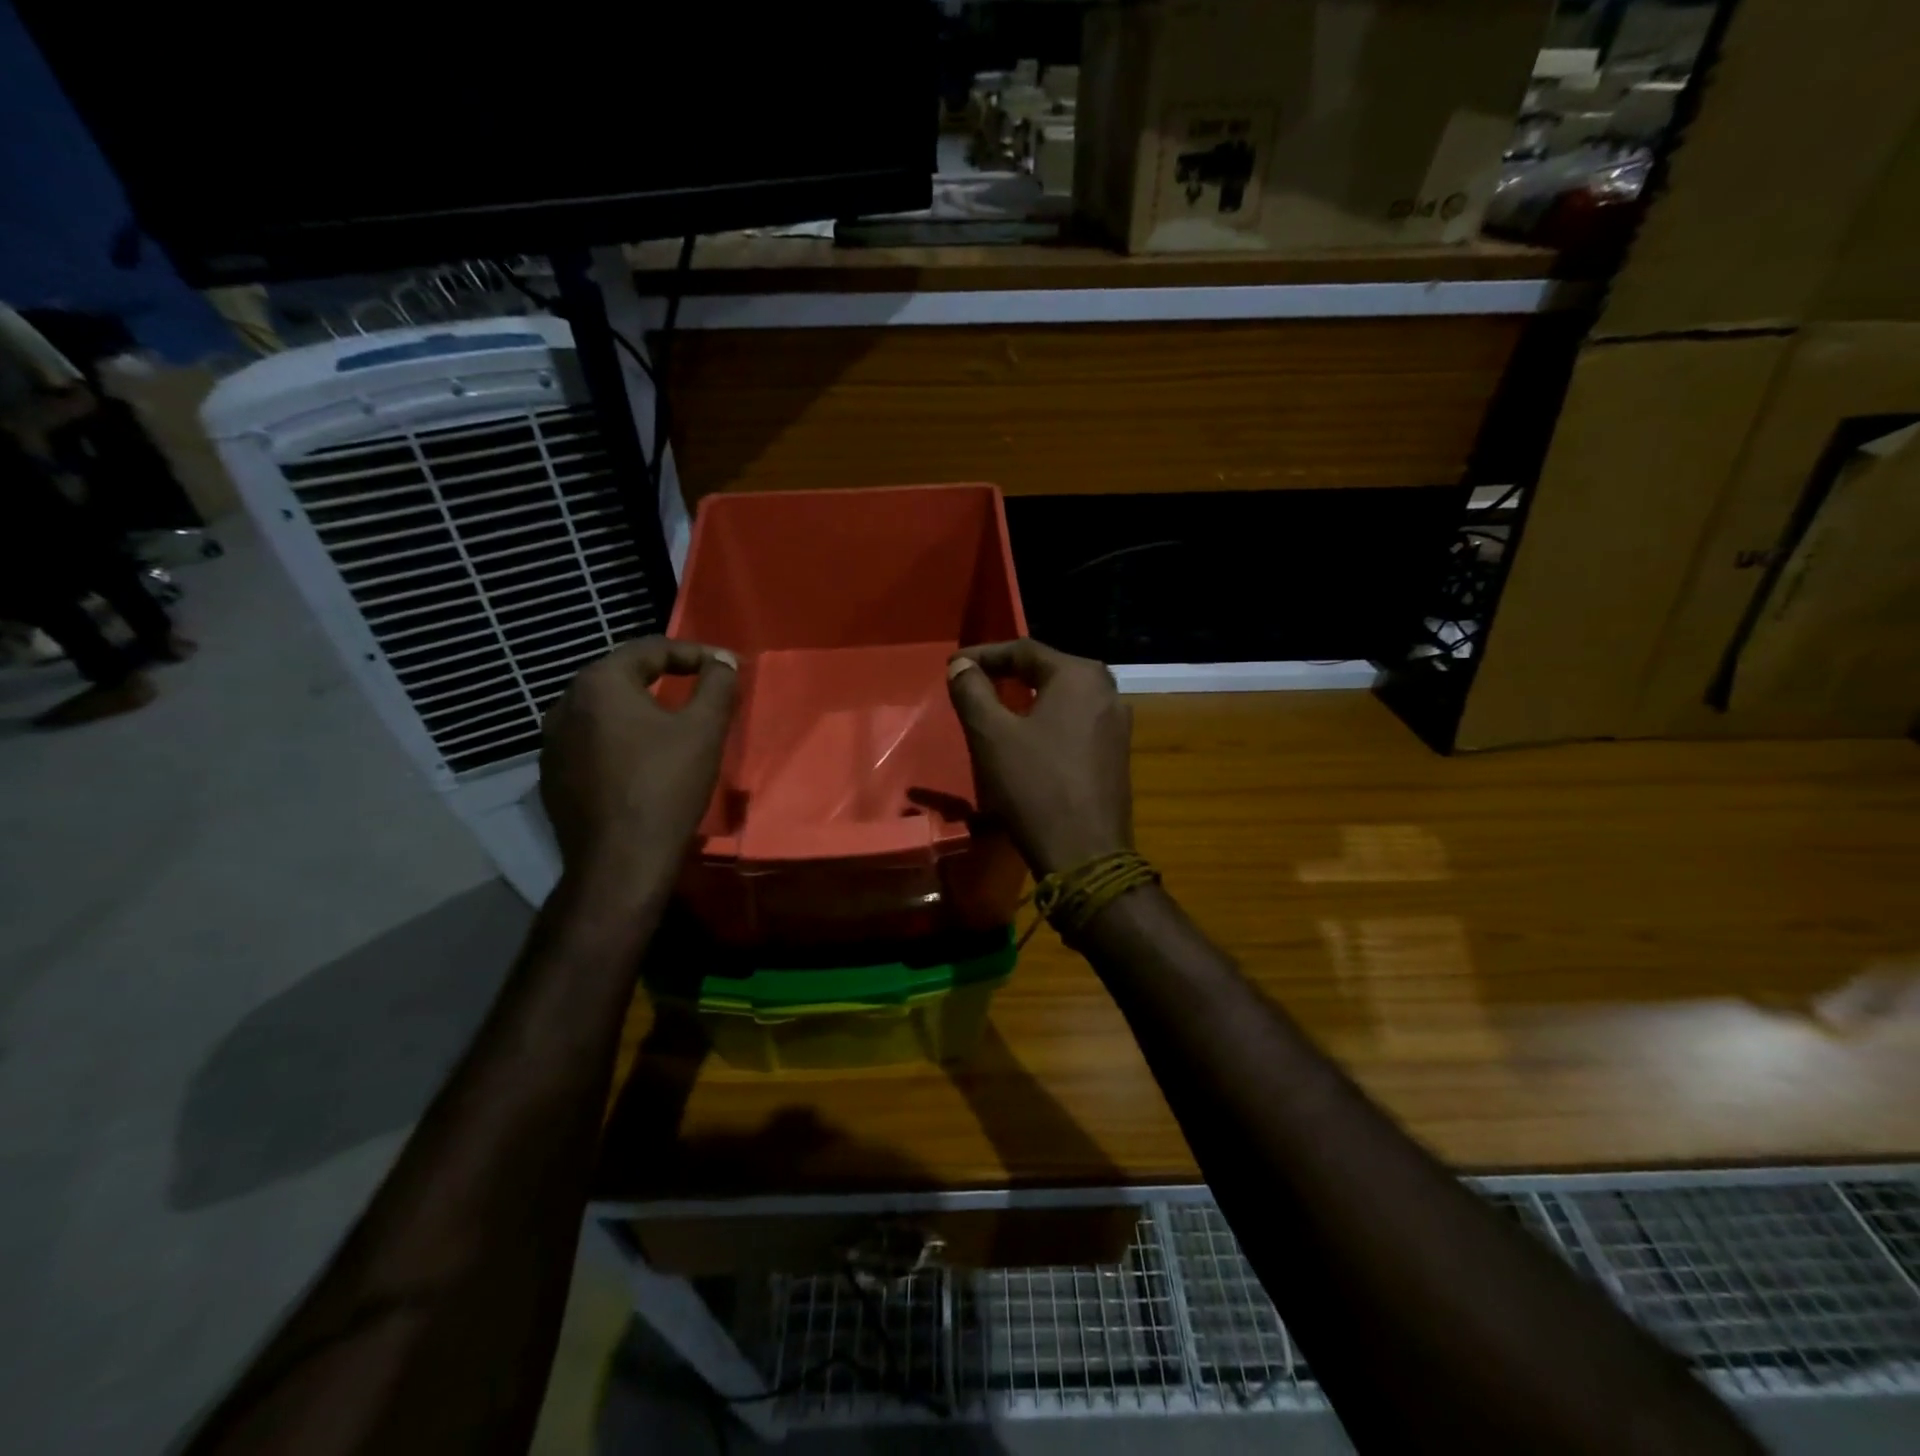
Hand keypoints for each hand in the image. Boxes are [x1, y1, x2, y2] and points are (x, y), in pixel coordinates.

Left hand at [540, 637, 737, 884]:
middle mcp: (565, 704)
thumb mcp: (704, 730)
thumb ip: (718, 685)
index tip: (727, 667)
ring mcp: (552, 742)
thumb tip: (723, 661)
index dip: (695, 653)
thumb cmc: (666, 786)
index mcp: (599, 684)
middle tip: (700, 686)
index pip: (651, 649)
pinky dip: (620, 739)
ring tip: (673, 723)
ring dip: (640, 709)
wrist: (620, 862)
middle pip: (622, 675)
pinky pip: (591, 742)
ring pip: (604, 710)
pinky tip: (642, 760)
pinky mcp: (552, 776)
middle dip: (665, 676)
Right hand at [946, 639, 1132, 876]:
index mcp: (1080, 675)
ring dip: (1027, 699)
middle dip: (1007, 674)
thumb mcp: (991, 735)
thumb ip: (973, 692)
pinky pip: (1075, 722)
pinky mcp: (1116, 754)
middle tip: (973, 684)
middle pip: (1048, 670)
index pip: (1024, 650)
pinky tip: (1028, 739)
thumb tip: (962, 666)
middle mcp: (1107, 690)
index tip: (952, 667)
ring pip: (1062, 698)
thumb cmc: (1034, 786)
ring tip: (995, 710)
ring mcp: (1117, 724)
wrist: (1085, 854)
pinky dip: (1046, 722)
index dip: (984, 655)